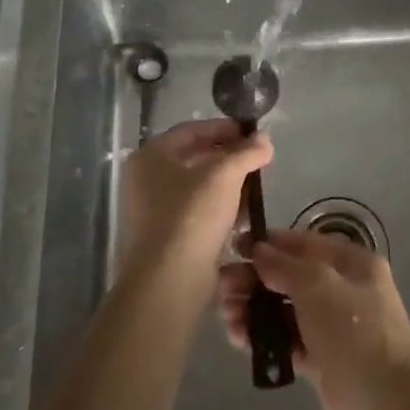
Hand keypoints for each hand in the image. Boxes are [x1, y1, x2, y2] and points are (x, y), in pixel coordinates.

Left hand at [120, 120, 270, 296]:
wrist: (169, 281)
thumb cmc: (192, 215)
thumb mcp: (225, 174)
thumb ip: (247, 152)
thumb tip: (264, 140)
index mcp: (151, 156)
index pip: (192, 130)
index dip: (225, 128)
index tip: (253, 134)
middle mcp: (145, 179)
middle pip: (195, 158)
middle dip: (229, 158)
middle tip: (257, 160)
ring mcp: (152, 210)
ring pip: (197, 187)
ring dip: (227, 185)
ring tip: (255, 188)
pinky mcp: (165, 237)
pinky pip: (196, 213)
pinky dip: (218, 209)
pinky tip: (241, 216)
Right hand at [219, 228, 409, 409]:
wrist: (385, 406)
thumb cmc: (354, 331)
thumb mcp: (318, 286)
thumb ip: (284, 267)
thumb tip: (258, 251)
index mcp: (352, 263)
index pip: (304, 243)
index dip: (269, 244)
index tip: (234, 248)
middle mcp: (343, 289)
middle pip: (291, 277)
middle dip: (256, 280)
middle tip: (222, 289)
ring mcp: (333, 326)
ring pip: (286, 310)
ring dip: (255, 310)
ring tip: (227, 317)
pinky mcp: (322, 359)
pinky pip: (288, 340)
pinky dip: (265, 338)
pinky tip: (240, 340)